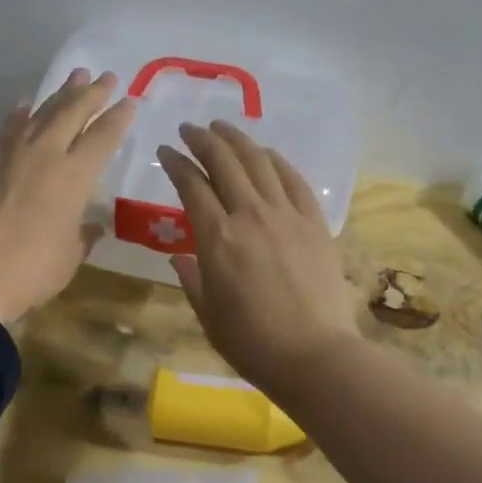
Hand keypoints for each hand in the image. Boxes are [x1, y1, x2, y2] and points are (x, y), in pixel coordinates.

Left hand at [0, 69, 134, 325]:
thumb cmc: (31, 270)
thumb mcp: (69, 256)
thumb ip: (82, 235)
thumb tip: (90, 226)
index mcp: (75, 177)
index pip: (103, 137)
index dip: (119, 117)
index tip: (130, 100)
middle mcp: (45, 154)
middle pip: (72, 113)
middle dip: (92, 93)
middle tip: (107, 77)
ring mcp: (9, 154)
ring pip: (40, 113)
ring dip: (59, 94)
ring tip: (74, 77)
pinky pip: (6, 129)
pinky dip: (18, 115)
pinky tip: (24, 105)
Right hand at [157, 121, 358, 394]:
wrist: (315, 355)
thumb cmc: (252, 342)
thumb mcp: (208, 314)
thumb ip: (192, 279)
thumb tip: (180, 258)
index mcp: (217, 238)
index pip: (191, 185)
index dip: (176, 163)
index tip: (166, 151)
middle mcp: (250, 215)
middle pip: (224, 162)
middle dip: (203, 139)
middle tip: (190, 129)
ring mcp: (286, 215)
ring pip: (259, 162)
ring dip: (238, 139)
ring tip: (223, 127)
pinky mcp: (315, 222)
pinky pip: (294, 180)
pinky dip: (277, 161)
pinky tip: (266, 154)